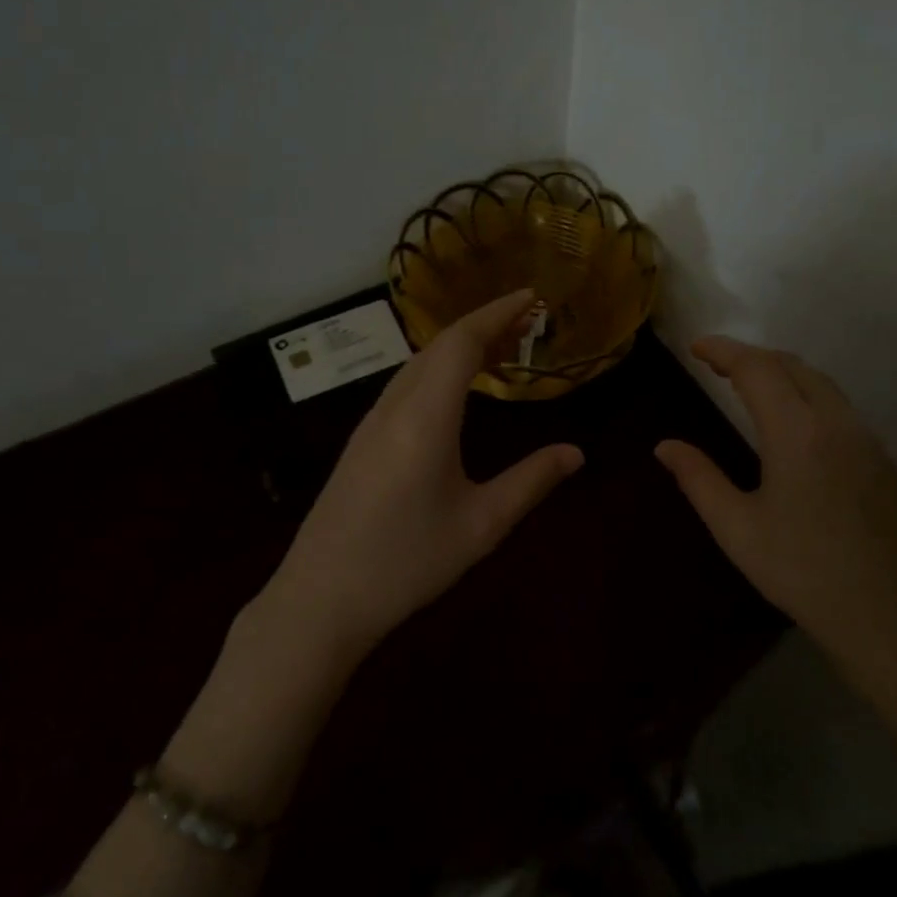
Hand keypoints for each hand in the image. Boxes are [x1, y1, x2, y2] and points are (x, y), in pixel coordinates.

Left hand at [265, 289, 583, 660]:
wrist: (319, 599)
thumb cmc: (406, 562)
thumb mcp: (481, 525)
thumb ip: (531, 482)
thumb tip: (576, 453)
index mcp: (425, 416)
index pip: (462, 342)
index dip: (497, 313)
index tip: (531, 296)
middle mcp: (394, 406)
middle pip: (439, 345)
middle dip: (484, 325)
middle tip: (527, 323)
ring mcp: (371, 422)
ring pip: (419, 363)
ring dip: (460, 347)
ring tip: (501, 351)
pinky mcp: (361, 442)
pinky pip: (405, 385)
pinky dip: (439, 370)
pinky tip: (456, 392)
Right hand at [655, 336, 896, 717]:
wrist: (895, 619)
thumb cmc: (804, 574)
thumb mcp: (737, 529)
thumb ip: (698, 479)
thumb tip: (664, 446)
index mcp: (797, 432)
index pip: (757, 368)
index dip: (724, 350)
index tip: (696, 346)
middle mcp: (837, 422)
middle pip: (793, 365)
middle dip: (752, 356)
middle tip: (717, 365)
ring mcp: (868, 440)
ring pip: (822, 383)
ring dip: (783, 372)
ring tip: (751, 385)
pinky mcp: (884, 461)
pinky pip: (840, 407)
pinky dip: (808, 394)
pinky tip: (794, 424)